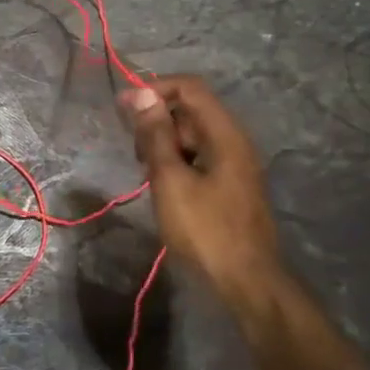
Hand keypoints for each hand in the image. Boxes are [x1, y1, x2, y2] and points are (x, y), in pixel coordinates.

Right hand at [119, 76, 280, 302]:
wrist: (246, 281)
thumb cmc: (205, 229)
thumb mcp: (170, 180)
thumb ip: (155, 135)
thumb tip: (140, 94)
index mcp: (225, 134)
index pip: (189, 88)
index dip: (154, 89)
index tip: (123, 109)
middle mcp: (233, 141)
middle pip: (191, 110)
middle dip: (157, 120)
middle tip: (135, 152)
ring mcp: (233, 164)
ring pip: (192, 135)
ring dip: (163, 143)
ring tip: (145, 172)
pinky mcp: (228, 184)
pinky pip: (197, 157)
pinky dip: (175, 161)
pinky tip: (161, 185)